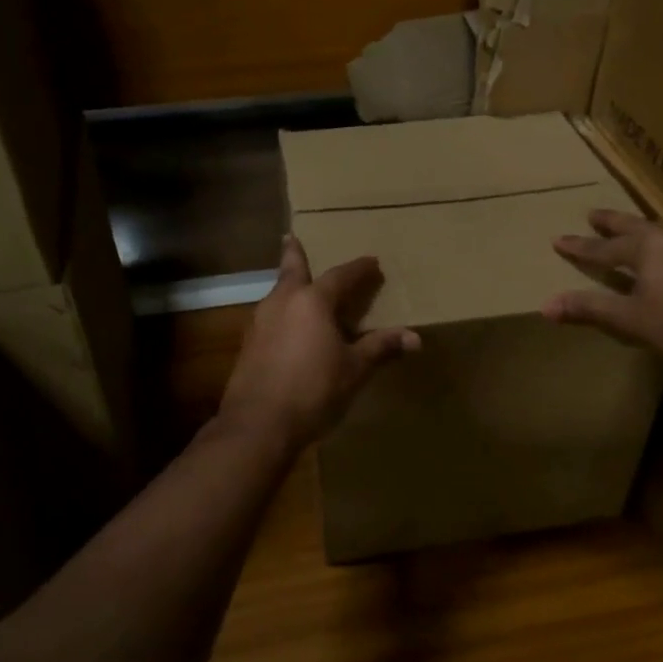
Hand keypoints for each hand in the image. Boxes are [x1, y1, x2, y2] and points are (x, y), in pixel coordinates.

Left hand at [218, 236, 420, 449]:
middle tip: (292, 237)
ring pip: (276, 294)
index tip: (372, 262)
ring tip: (295, 283)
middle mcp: (282, 302)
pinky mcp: (248, 345)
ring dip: (287, 285)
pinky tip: (286, 325)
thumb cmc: (313, 390)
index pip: (341, 276)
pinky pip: (269, 317)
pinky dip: (281, 312)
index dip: (359, 269)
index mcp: (312, 301)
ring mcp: (259, 323)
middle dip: (295, 254)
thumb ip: (380, 348)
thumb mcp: (354, 369)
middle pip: (291, 271)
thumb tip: (414, 338)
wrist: (259, 424)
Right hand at [542, 210, 662, 383]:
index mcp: (644, 247)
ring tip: (636, 225)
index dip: (579, 246)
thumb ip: (589, 308)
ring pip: (661, 227)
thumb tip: (546, 305)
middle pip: (632, 226)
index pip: (602, 247)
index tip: (558, 240)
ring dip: (642, 225)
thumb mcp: (629, 318)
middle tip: (592, 214)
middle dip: (610, 222)